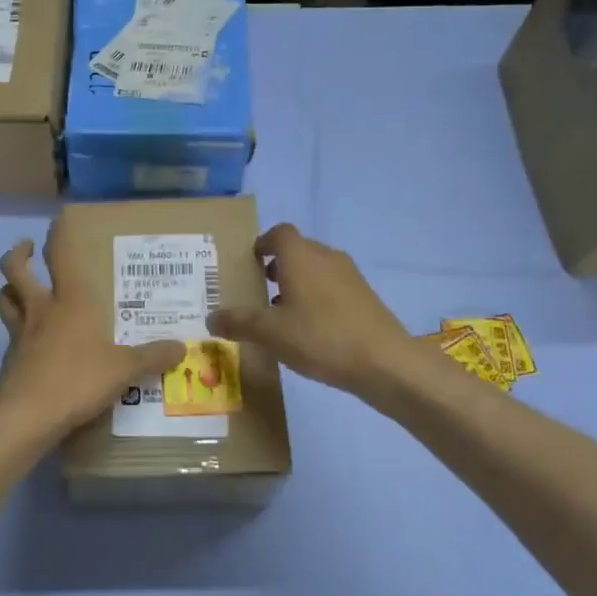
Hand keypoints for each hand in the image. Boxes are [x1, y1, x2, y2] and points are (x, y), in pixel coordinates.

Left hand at [0, 228, 185, 441]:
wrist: (29, 415)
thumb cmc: (78, 379)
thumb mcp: (124, 368)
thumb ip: (152, 356)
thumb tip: (181, 347)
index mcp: (69, 301)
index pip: (59, 256)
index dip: (57, 234)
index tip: (57, 220)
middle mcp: (40, 309)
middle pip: (15, 270)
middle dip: (18, 254)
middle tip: (28, 248)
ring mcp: (20, 333)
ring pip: (3, 298)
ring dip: (8, 288)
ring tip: (18, 288)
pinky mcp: (9, 359)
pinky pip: (8, 333)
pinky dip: (15, 329)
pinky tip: (30, 341)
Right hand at [207, 223, 412, 399]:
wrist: (384, 362)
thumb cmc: (320, 337)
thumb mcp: (270, 333)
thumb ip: (238, 322)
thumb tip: (211, 317)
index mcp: (300, 256)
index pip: (278, 233)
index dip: (262, 244)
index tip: (250, 264)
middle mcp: (325, 257)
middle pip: (297, 250)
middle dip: (277, 267)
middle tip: (259, 292)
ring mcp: (349, 276)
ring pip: (315, 269)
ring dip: (297, 283)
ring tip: (281, 314)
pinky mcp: (364, 296)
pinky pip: (332, 287)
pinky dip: (317, 298)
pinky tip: (310, 330)